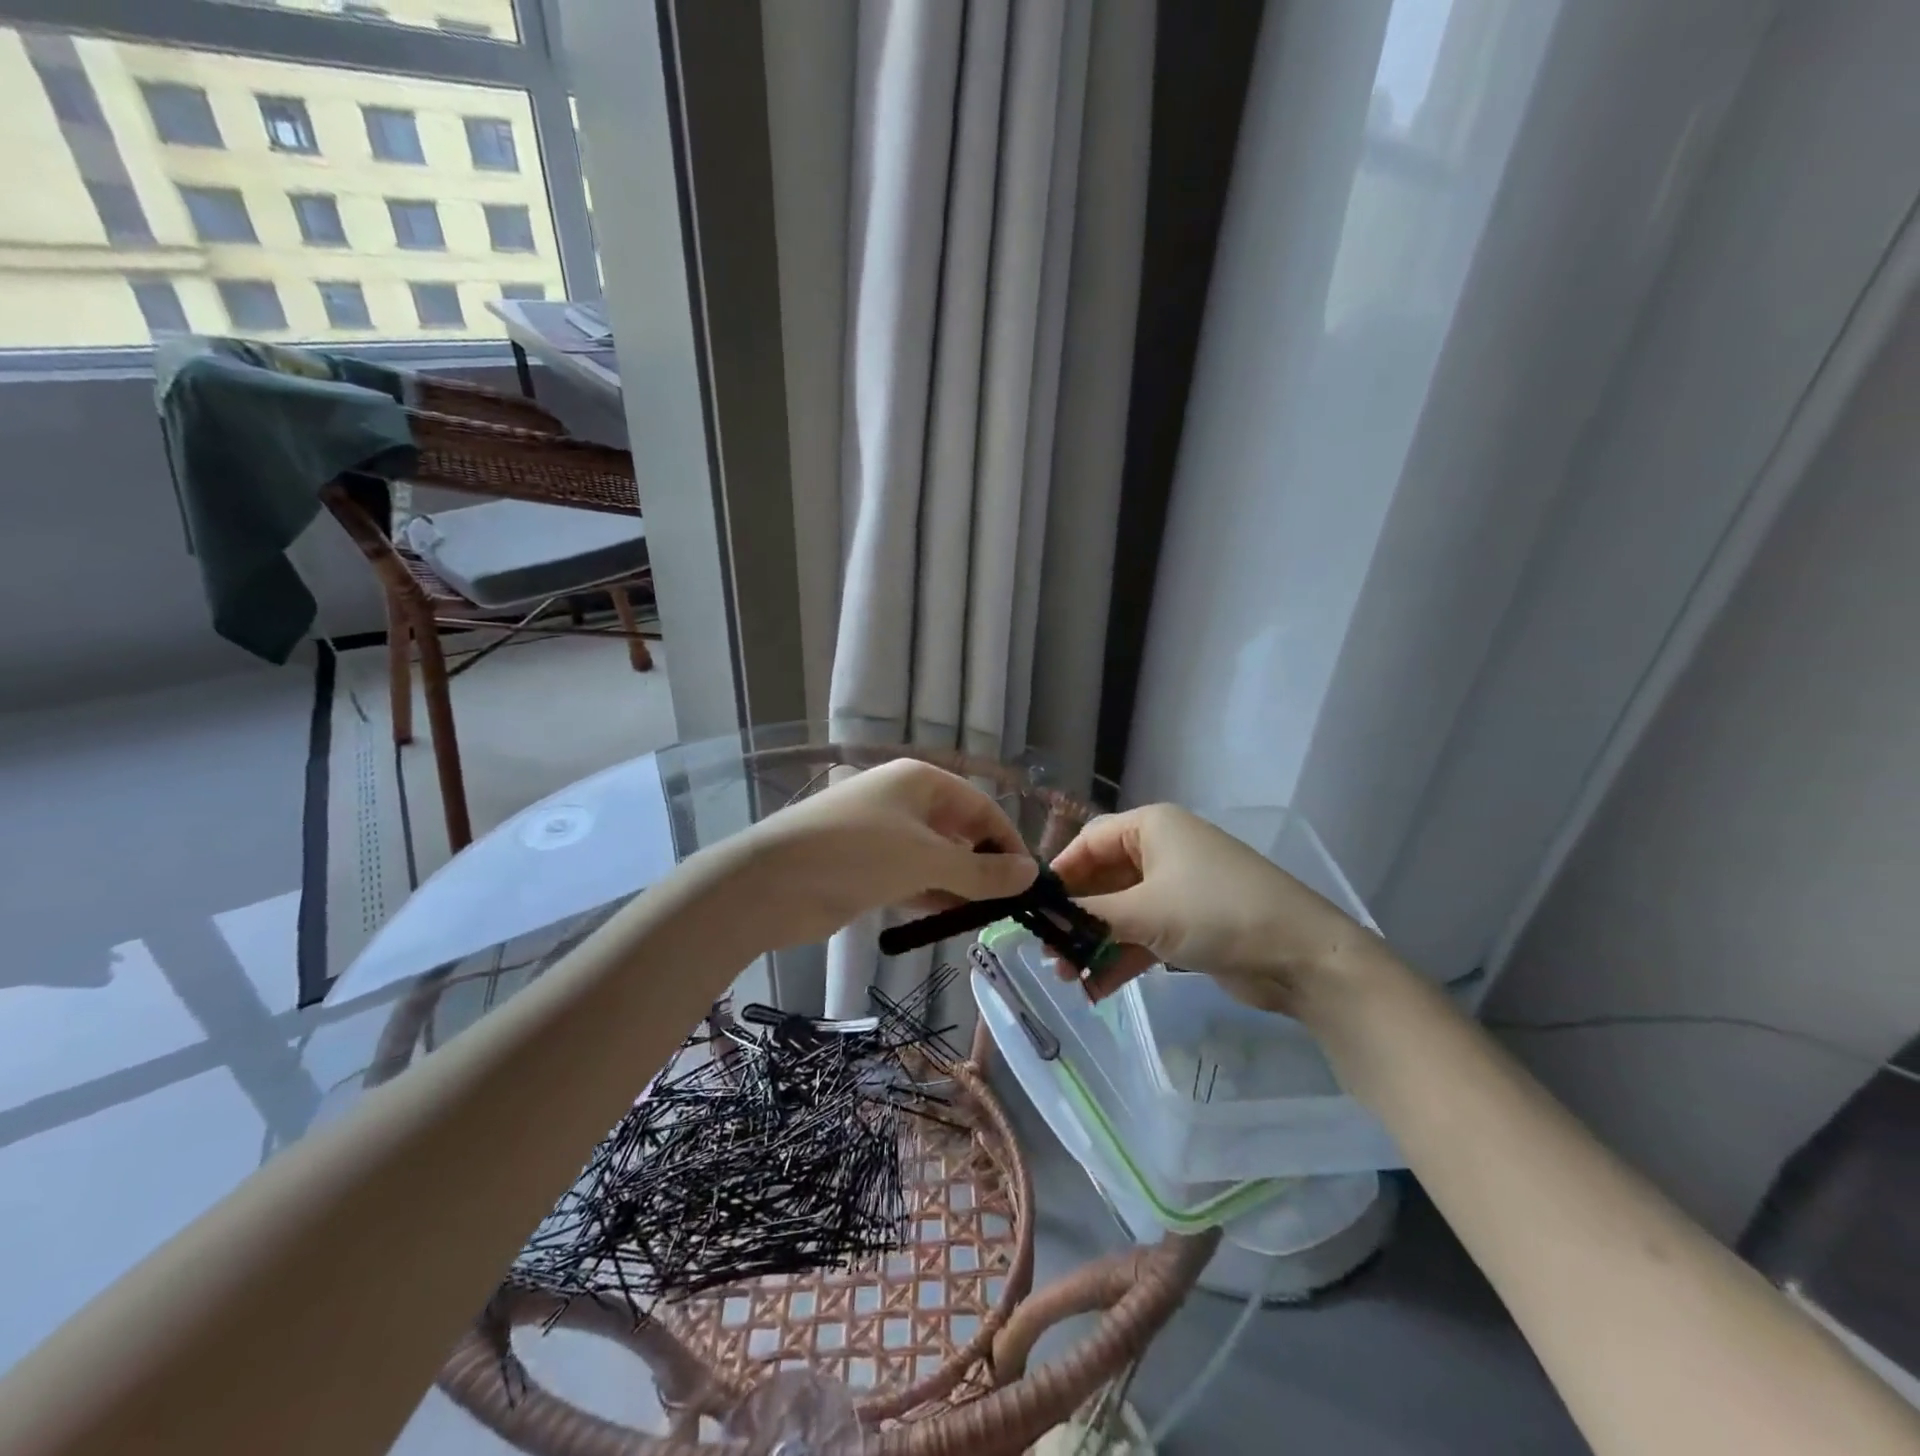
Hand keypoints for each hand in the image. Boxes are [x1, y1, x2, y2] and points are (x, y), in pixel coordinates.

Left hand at [732, 758, 1036, 949]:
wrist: (772, 883)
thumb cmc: (857, 854)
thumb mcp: (927, 859)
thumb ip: (982, 870)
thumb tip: (1032, 873)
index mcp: (920, 780)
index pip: (981, 805)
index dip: (1007, 840)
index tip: (1028, 880)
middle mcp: (904, 799)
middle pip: (959, 829)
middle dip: (984, 864)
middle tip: (1009, 904)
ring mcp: (882, 833)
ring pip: (936, 856)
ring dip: (960, 883)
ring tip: (987, 916)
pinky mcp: (866, 866)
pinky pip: (912, 877)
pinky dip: (933, 894)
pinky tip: (952, 917)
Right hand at [1050, 804, 1391, 1015]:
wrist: (1301, 955)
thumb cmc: (1215, 912)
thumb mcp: (1145, 911)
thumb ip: (1089, 914)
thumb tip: (1043, 917)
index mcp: (1152, 827)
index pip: (1089, 841)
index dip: (1060, 872)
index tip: (1035, 907)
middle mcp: (1163, 850)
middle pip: (1103, 879)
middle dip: (1076, 916)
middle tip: (1048, 950)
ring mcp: (1178, 888)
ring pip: (1122, 911)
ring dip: (1094, 942)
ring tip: (1067, 976)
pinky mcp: (1190, 923)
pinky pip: (1143, 935)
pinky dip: (1121, 957)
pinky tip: (1096, 988)